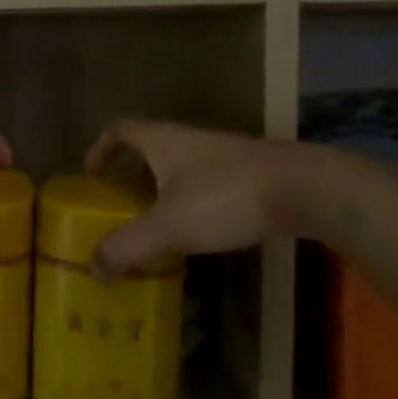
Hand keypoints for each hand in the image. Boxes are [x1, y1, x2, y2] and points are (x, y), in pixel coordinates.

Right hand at [83, 121, 303, 277]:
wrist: (306, 189)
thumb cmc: (225, 197)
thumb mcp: (167, 227)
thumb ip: (127, 247)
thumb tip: (94, 268)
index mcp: (163, 141)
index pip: (121, 130)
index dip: (101, 148)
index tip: (92, 175)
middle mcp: (190, 140)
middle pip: (151, 150)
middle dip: (132, 176)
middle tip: (122, 208)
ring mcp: (224, 156)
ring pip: (182, 169)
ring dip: (164, 193)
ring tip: (158, 227)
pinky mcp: (252, 176)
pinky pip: (209, 186)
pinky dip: (195, 204)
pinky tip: (201, 234)